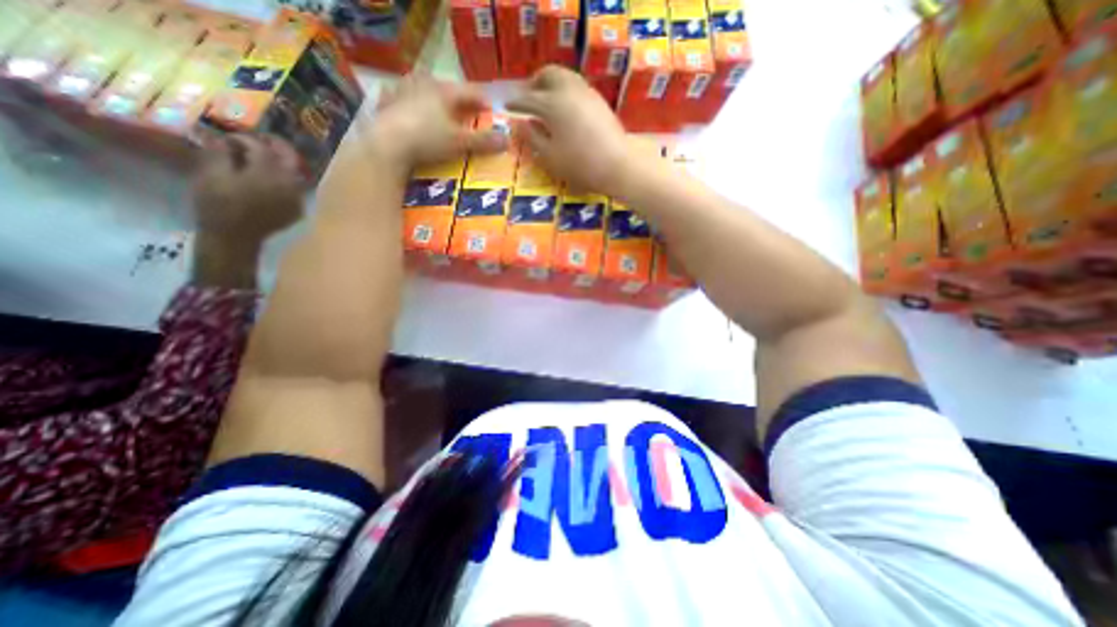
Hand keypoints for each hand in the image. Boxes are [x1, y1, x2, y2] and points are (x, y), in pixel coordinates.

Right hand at [193, 132, 302, 241]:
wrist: (236, 236)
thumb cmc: (218, 204)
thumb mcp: (211, 173)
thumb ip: (220, 152)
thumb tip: (223, 139)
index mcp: (269, 172)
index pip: (260, 146)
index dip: (243, 138)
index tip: (229, 138)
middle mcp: (290, 183)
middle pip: (289, 157)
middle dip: (276, 145)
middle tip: (260, 139)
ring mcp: (297, 197)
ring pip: (296, 173)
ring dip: (282, 162)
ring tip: (264, 158)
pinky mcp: (297, 209)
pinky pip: (296, 188)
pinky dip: (285, 179)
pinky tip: (270, 179)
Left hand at [371, 71, 509, 171]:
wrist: (387, 145)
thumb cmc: (428, 140)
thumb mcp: (460, 143)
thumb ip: (484, 141)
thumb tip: (508, 140)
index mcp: (444, 91)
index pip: (470, 91)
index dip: (482, 100)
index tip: (491, 109)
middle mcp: (423, 85)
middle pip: (446, 87)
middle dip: (458, 98)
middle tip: (465, 110)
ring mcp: (402, 91)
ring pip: (422, 88)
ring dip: (433, 97)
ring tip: (438, 108)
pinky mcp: (387, 103)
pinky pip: (401, 97)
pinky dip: (409, 102)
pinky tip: (409, 110)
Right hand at [510, 65, 647, 196]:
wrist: (617, 166)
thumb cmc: (580, 165)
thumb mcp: (550, 156)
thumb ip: (531, 138)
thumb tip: (519, 124)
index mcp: (552, 104)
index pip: (527, 99)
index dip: (515, 103)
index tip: (506, 107)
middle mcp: (568, 90)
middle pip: (548, 74)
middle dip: (534, 83)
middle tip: (528, 97)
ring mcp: (587, 93)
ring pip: (565, 76)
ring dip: (551, 83)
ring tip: (546, 100)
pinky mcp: (599, 101)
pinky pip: (577, 86)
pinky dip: (565, 90)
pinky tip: (565, 107)